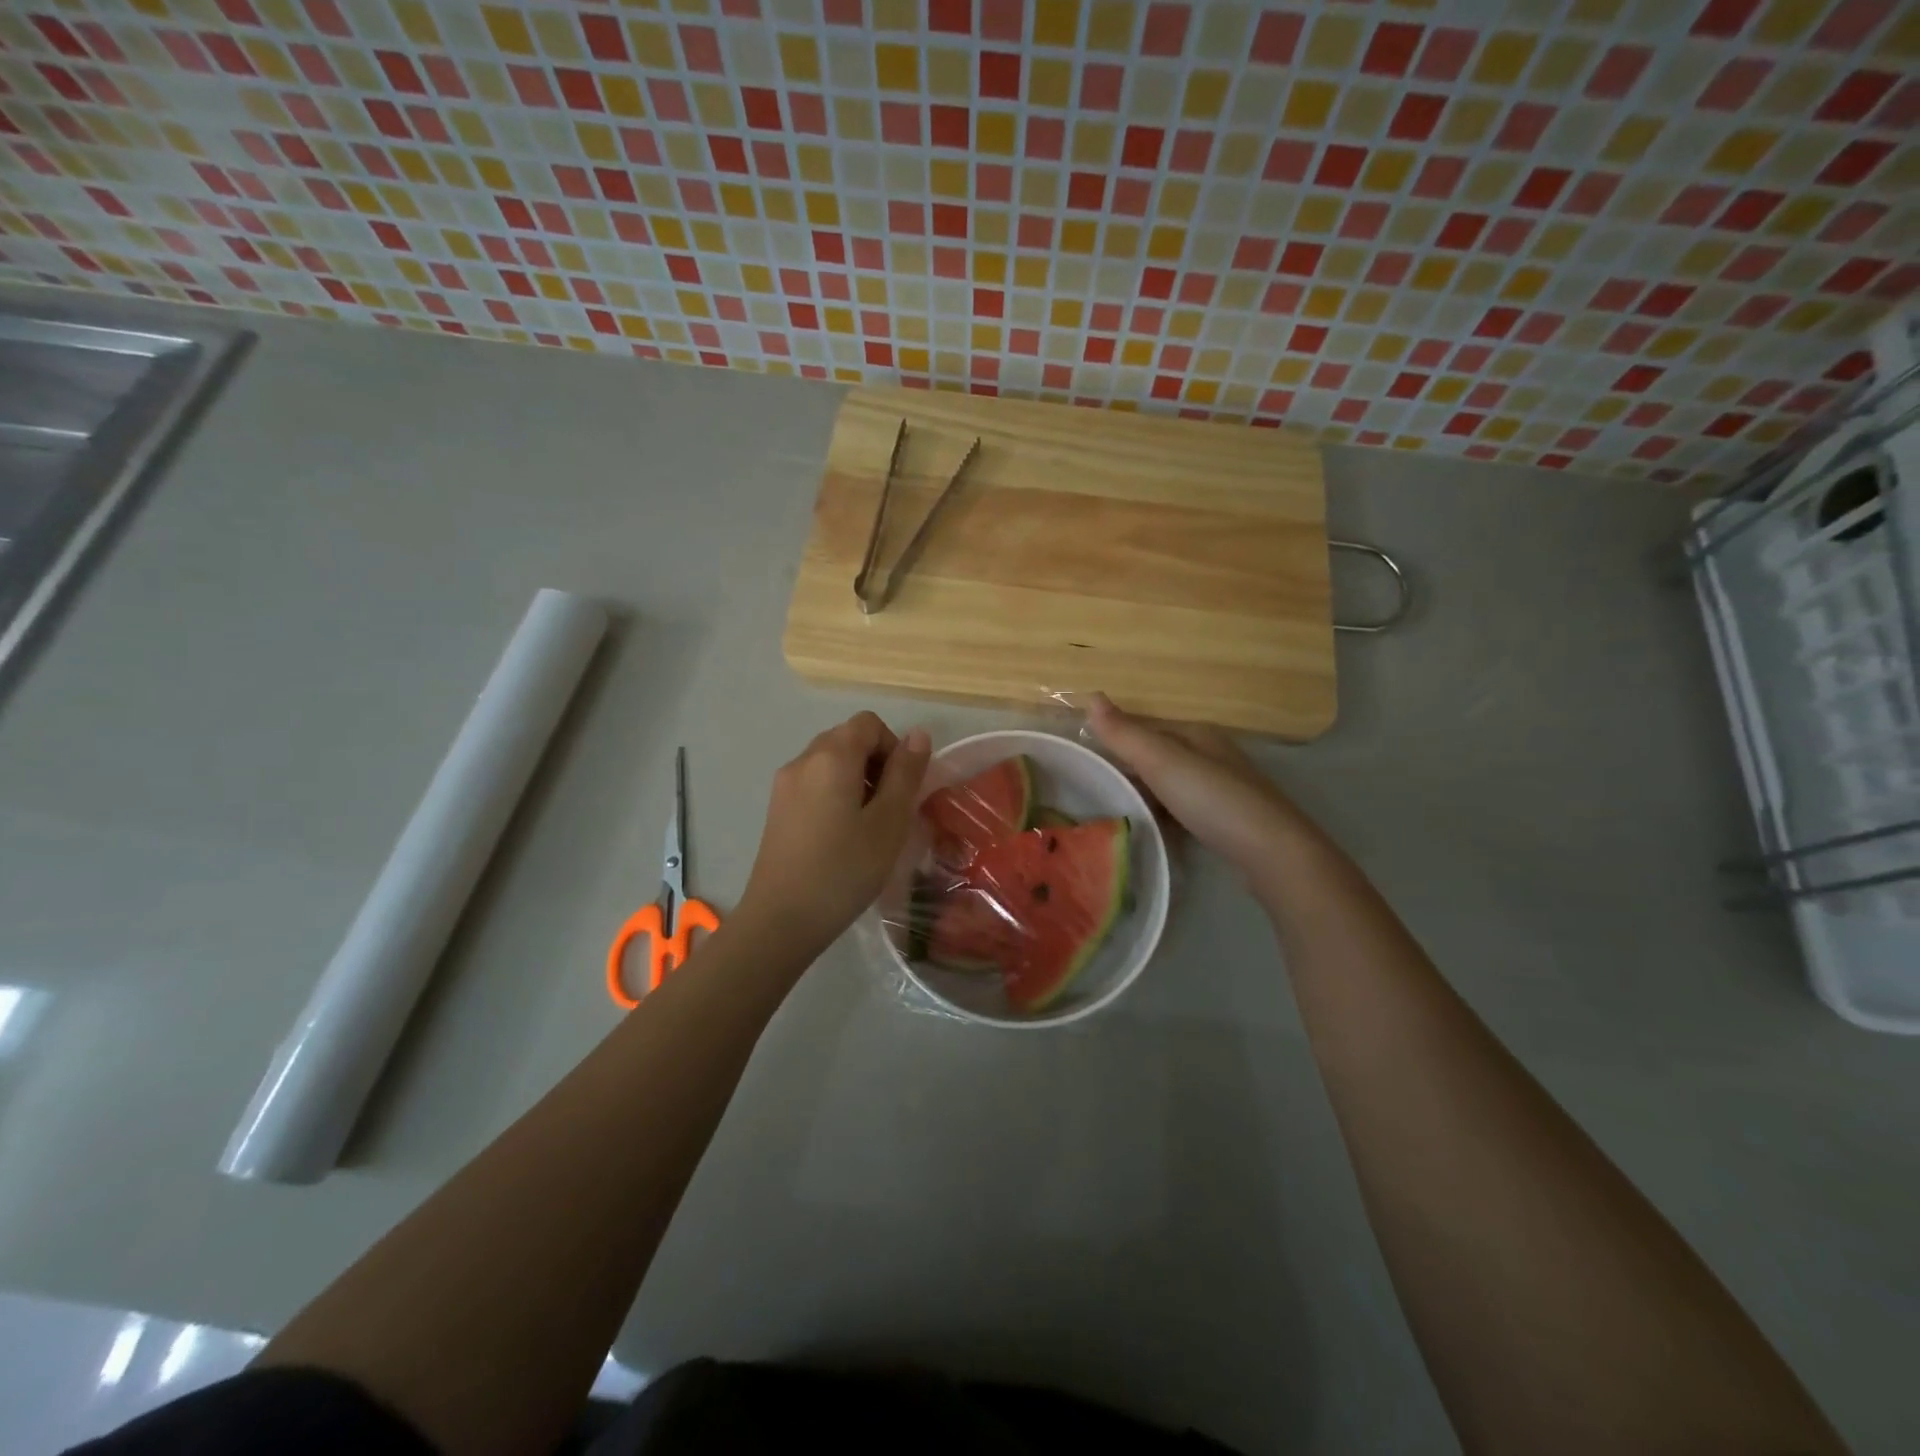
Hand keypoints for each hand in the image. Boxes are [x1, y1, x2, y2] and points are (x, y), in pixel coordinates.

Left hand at [740, 712, 931, 951]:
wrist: (781, 919)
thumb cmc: (844, 869)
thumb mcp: (889, 822)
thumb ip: (906, 774)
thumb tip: (918, 734)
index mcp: (831, 756)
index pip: (868, 724)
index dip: (893, 747)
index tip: (902, 788)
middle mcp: (803, 760)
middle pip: (848, 739)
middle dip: (876, 764)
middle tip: (889, 810)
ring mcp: (785, 785)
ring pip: (830, 763)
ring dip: (857, 781)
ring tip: (868, 827)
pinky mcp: (777, 809)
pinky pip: (814, 784)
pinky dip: (835, 796)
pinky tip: (842, 837)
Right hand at [1087, 692, 1310, 876]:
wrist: (1272, 852)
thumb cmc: (1213, 799)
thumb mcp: (1162, 762)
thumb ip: (1125, 734)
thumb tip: (1091, 696)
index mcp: (1197, 735)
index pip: (1146, 730)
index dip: (1116, 742)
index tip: (1085, 763)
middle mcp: (1212, 756)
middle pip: (1159, 758)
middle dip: (1129, 771)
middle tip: (1092, 792)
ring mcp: (1223, 790)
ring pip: (1171, 787)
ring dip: (1146, 796)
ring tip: (1114, 814)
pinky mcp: (1228, 822)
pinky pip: (1184, 812)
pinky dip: (1165, 818)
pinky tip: (1152, 833)